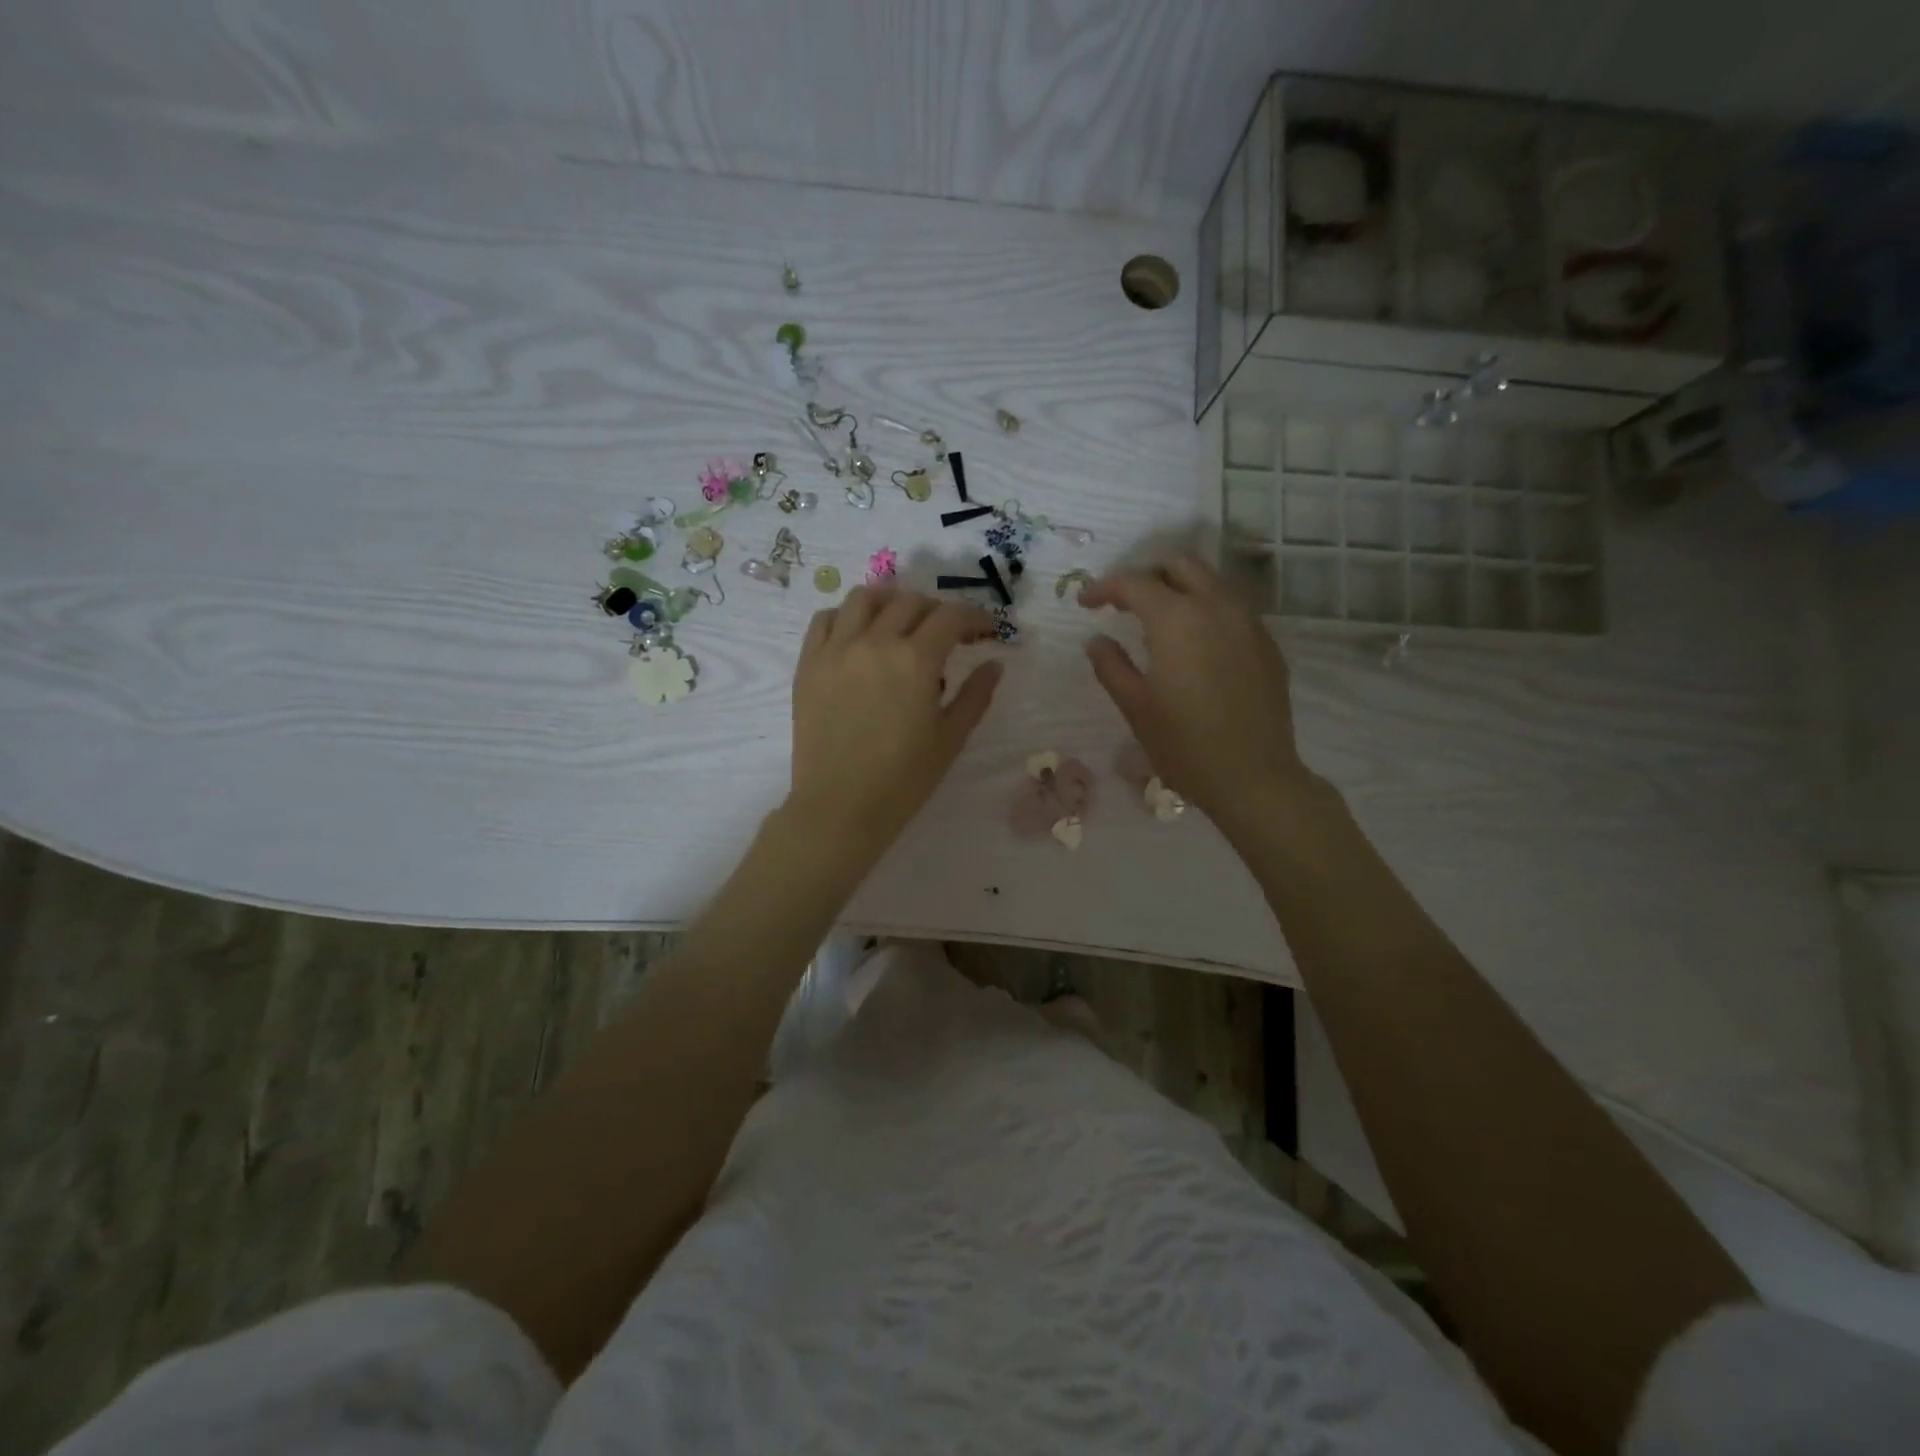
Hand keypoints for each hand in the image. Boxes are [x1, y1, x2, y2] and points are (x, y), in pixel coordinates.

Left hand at [787, 586, 1002, 858]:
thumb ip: (976, 695)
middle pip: (910, 601)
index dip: (974, 617)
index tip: (983, 631)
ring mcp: (836, 649)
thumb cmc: (904, 779)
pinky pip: (825, 620)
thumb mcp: (951, 738)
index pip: (951, 616)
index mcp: (916, 660)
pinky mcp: (809, 664)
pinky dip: (847, 616)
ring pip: (865, 599)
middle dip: (937, 610)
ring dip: (890, 602)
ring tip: (900, 622)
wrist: (840, 807)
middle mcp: (875, 642)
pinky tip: (858, 635)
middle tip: (946, 634)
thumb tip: (994, 664)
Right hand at [1081, 554, 1319, 841]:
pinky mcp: (1266, 644)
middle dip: (1146, 574)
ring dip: (1179, 587)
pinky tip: (1193, 643)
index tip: (1085, 604)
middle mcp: (1216, 607)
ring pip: (1211, 581)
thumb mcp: (1135, 707)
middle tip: (1123, 602)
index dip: (1105, 587)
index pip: (1135, 583)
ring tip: (1156, 619)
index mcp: (1177, 619)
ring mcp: (1248, 623)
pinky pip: (1231, 607)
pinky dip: (1205, 609)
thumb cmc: (1184, 745)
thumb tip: (1097, 640)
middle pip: (1179, 564)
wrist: (1254, 777)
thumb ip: (1111, 666)